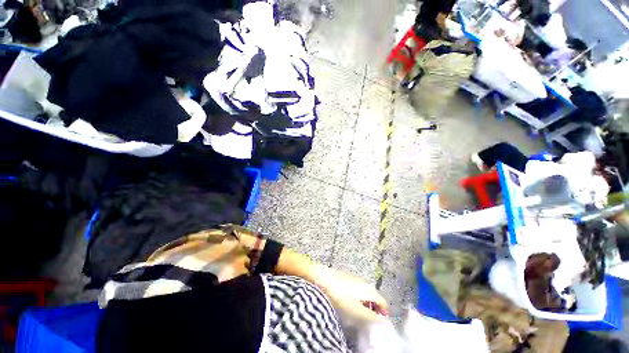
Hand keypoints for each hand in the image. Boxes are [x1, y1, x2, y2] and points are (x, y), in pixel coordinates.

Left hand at [312, 265, 388, 325]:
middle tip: (372, 316)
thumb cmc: (341, 296)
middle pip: (375, 295)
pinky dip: (360, 295)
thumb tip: (383, 320)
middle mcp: (365, 282)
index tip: (381, 320)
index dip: (384, 311)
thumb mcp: (356, 310)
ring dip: (368, 300)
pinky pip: (359, 287)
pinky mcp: (347, 277)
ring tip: (362, 309)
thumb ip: (370, 315)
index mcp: (369, 290)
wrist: (325, 278)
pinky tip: (352, 299)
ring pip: (366, 290)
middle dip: (376, 306)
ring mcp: (355, 278)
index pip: (382, 300)